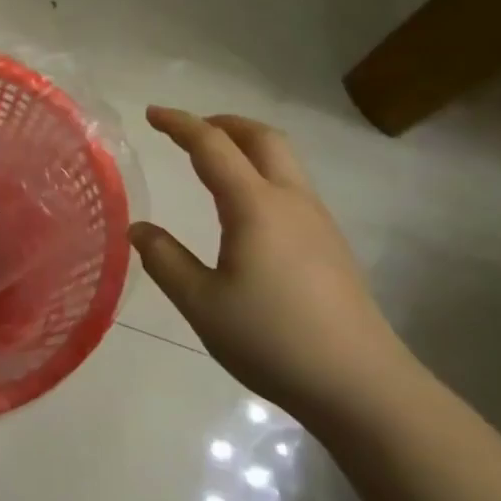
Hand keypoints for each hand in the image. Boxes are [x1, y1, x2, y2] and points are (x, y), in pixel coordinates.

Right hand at [130, 108, 418, 421]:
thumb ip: (165, 260)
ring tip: (213, 160)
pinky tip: (246, 207)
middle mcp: (291, 201)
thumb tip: (138, 228)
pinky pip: (292, 186)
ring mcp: (318, 221)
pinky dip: (262, 171)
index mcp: (255, 206)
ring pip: (283, 160)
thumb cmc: (272, 340)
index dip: (180, 124)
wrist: (362, 386)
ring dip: (246, 145)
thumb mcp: (202, 303)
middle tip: (188, 129)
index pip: (212, 146)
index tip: (151, 114)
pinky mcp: (331, 244)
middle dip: (222, 122)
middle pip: (262, 138)